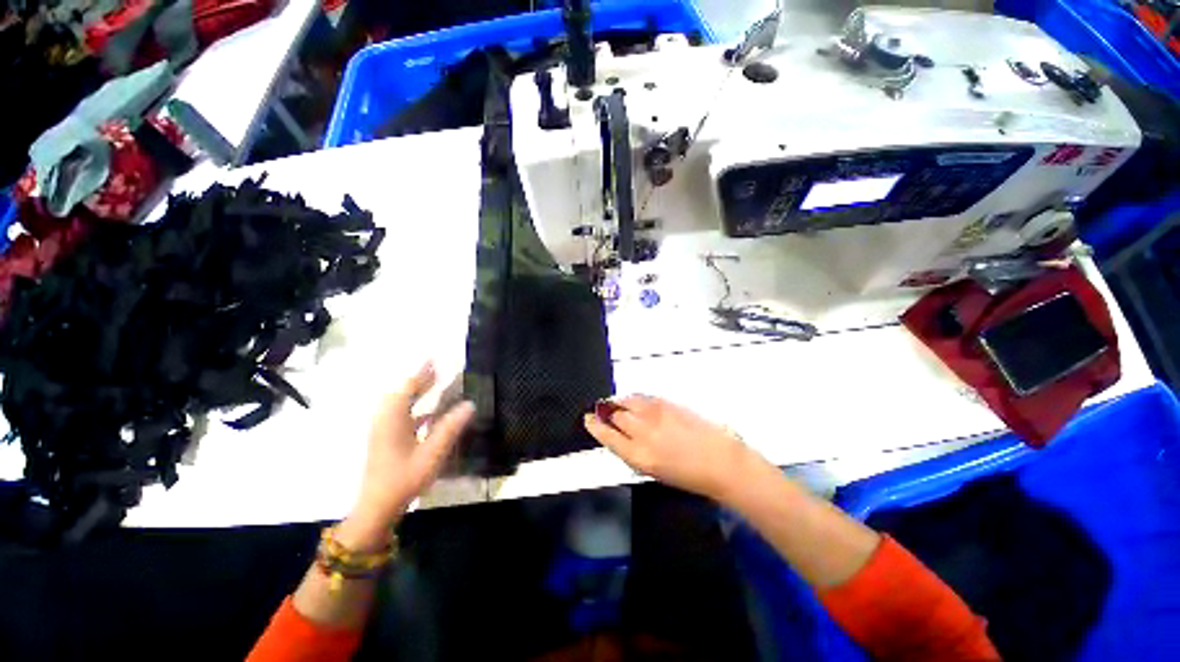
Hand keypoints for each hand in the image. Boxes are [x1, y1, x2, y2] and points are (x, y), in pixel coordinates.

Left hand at [339, 363, 474, 549]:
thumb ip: (450, 429)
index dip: (423, 371)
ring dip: (418, 397)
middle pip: (403, 392)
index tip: (435, 358)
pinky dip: (414, 412)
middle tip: (439, 371)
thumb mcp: (432, 454)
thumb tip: (469, 405)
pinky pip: (399, 417)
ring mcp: (382, 429)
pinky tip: (428, 419)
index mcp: (393, 414)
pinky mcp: (383, 441)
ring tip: (437, 390)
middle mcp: (385, 416)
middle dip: (421, 382)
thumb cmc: (404, 477)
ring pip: (401, 406)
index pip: (410, 384)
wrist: (378, 502)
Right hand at [583, 395, 758, 501]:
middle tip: (602, 410)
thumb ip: (638, 455)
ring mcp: (659, 417)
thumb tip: (628, 441)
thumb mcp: (656, 473)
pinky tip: (638, 401)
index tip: (588, 420)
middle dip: (607, 412)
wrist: (724, 465)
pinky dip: (639, 398)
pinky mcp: (674, 406)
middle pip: (616, 415)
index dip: (595, 426)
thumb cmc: (694, 477)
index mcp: (639, 457)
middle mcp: (645, 434)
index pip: (607, 436)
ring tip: (617, 403)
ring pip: (630, 402)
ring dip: (621, 402)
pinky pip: (648, 398)